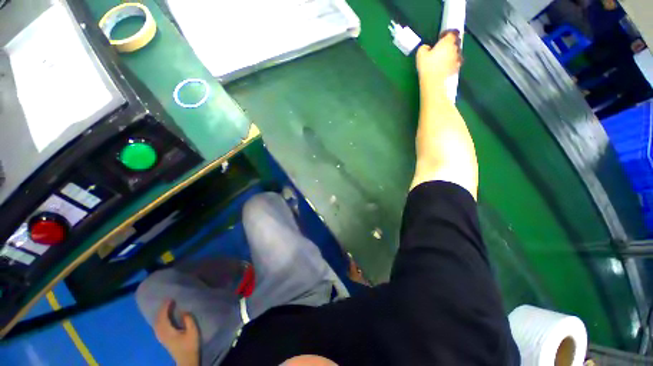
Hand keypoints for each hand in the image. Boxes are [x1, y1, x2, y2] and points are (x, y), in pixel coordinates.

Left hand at [154, 300, 199, 365]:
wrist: (186, 359)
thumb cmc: (190, 345)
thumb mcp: (193, 332)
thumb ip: (188, 321)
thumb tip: (184, 311)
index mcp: (168, 332)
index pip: (163, 318)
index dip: (165, 308)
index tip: (170, 299)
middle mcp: (162, 334)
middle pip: (157, 321)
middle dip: (161, 310)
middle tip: (168, 301)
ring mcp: (161, 338)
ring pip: (156, 324)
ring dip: (159, 315)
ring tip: (165, 307)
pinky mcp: (163, 339)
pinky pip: (157, 327)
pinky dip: (159, 320)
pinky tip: (163, 318)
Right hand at [416, 31, 462, 86]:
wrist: (435, 84)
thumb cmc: (428, 67)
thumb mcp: (421, 55)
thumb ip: (424, 48)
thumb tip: (426, 48)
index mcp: (448, 41)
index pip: (452, 32)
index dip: (447, 34)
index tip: (441, 37)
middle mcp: (456, 48)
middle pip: (455, 42)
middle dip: (450, 44)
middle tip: (441, 49)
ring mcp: (458, 59)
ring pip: (456, 53)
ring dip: (450, 55)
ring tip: (441, 61)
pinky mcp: (457, 69)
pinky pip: (454, 64)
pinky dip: (450, 64)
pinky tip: (443, 69)